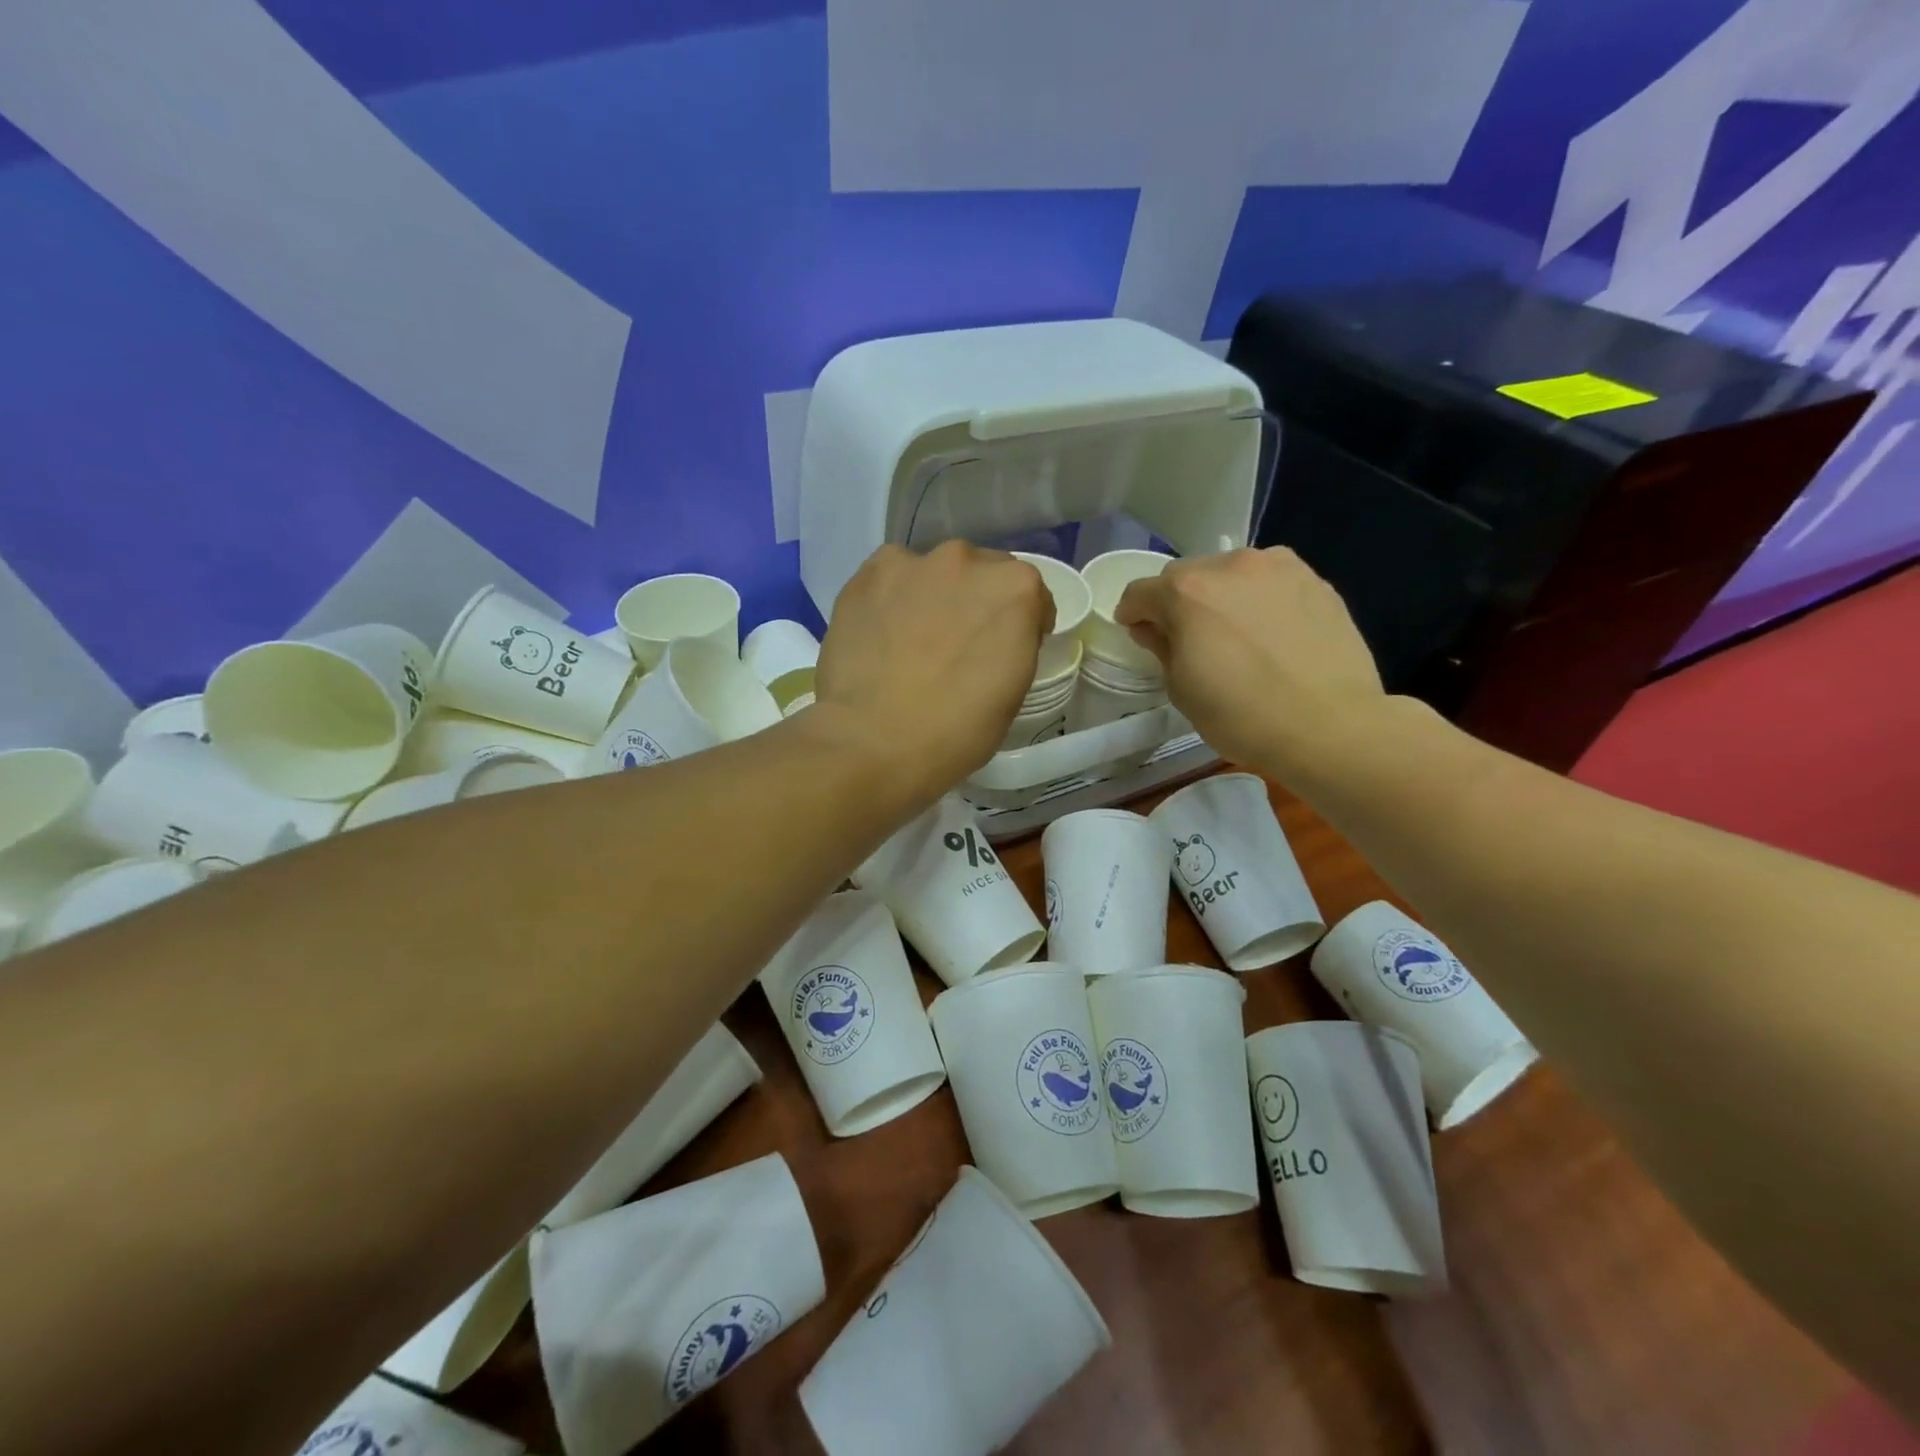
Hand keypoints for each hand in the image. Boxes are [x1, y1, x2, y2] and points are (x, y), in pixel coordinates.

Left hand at [812, 542, 1052, 802]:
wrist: (873, 743)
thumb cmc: (956, 731)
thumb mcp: (1013, 692)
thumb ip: (1013, 645)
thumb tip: (993, 638)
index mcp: (1015, 588)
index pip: (1030, 595)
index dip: (1022, 623)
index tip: (1005, 649)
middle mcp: (966, 560)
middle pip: (980, 573)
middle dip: (976, 602)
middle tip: (958, 644)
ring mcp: (911, 563)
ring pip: (933, 573)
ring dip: (933, 595)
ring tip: (913, 638)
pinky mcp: (866, 575)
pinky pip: (889, 578)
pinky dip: (891, 598)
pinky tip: (880, 633)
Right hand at [1116, 548, 1385, 777]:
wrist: (1330, 725)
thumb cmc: (1242, 716)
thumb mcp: (1182, 690)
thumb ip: (1162, 648)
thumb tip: (1155, 628)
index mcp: (1187, 591)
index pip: (1140, 592)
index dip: (1133, 615)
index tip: (1139, 634)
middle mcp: (1230, 565)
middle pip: (1187, 576)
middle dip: (1179, 603)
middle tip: (1189, 639)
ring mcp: (1279, 567)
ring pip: (1232, 574)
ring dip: (1222, 596)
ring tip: (1236, 634)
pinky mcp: (1316, 581)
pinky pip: (1271, 583)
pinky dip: (1260, 600)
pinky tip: (1272, 634)